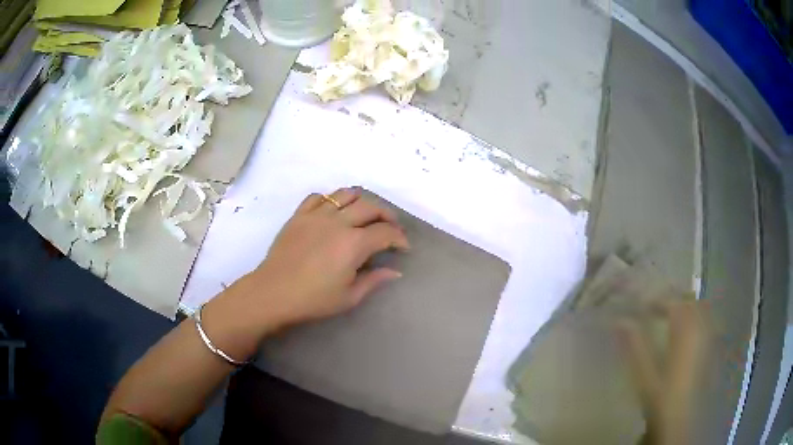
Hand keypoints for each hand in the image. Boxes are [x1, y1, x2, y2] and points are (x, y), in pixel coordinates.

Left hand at [237, 187, 409, 330]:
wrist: (273, 293)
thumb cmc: (313, 299)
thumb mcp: (349, 297)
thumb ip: (374, 280)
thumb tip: (395, 272)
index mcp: (354, 243)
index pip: (385, 232)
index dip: (399, 238)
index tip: (403, 247)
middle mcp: (339, 222)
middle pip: (370, 207)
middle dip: (387, 216)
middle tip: (390, 228)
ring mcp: (317, 215)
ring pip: (346, 194)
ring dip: (362, 201)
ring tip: (365, 213)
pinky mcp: (299, 215)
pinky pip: (319, 197)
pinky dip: (331, 199)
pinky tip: (334, 211)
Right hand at [618, 300, 707, 444]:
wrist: (682, 422)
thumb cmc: (662, 399)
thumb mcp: (645, 376)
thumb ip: (635, 346)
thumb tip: (619, 320)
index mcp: (686, 332)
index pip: (673, 302)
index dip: (657, 300)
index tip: (641, 306)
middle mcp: (702, 329)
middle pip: (690, 301)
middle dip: (673, 299)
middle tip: (655, 307)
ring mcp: (710, 339)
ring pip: (701, 310)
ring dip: (685, 307)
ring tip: (670, 316)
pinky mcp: (712, 350)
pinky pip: (707, 323)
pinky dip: (695, 319)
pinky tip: (686, 333)